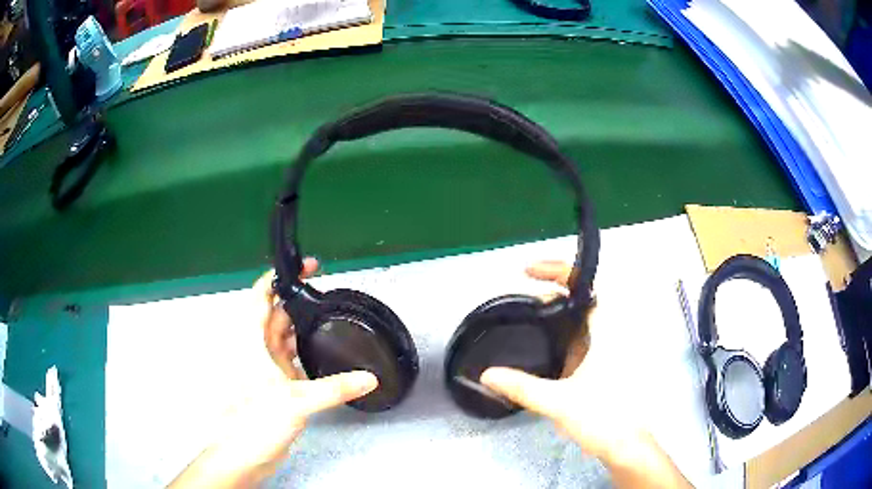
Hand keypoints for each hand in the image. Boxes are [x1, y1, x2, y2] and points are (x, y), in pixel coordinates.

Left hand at [170, 261, 377, 487]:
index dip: (279, 278)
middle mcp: (258, 351)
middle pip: (277, 315)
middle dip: (298, 301)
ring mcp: (267, 369)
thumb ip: (334, 388)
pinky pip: (292, 361)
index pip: (261, 298)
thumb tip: (367, 378)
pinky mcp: (276, 386)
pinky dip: (305, 353)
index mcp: (253, 343)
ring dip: (302, 327)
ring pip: (284, 338)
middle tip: (324, 293)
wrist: (244, 454)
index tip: (303, 268)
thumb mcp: (296, 401)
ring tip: (326, 319)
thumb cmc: (254, 423)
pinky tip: (320, 354)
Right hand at [481, 260, 636, 459]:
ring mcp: (607, 348)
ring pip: (581, 318)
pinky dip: (561, 333)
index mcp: (607, 333)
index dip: (560, 271)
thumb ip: (522, 387)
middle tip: (525, 299)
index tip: (530, 272)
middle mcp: (610, 334)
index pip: (588, 286)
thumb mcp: (559, 402)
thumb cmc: (602, 418)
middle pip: (583, 297)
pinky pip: (581, 337)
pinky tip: (544, 344)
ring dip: (557, 313)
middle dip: (553, 291)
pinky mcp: (602, 363)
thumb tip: (486, 375)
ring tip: (530, 318)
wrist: (625, 445)